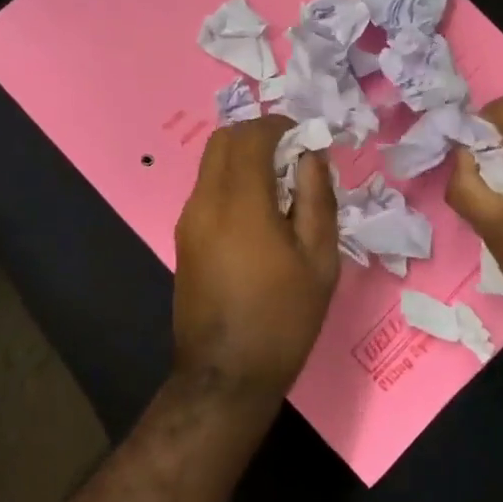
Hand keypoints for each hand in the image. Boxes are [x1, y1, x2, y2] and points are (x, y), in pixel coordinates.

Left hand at [173, 115, 338, 403]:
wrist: (225, 375)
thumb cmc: (283, 319)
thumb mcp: (319, 260)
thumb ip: (316, 198)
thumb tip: (311, 156)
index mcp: (240, 202)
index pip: (251, 135)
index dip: (279, 126)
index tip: (305, 141)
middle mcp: (205, 201)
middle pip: (223, 140)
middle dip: (257, 136)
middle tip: (291, 159)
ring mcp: (188, 220)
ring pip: (211, 164)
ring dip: (243, 159)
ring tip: (279, 189)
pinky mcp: (183, 239)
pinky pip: (207, 190)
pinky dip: (231, 182)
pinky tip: (258, 216)